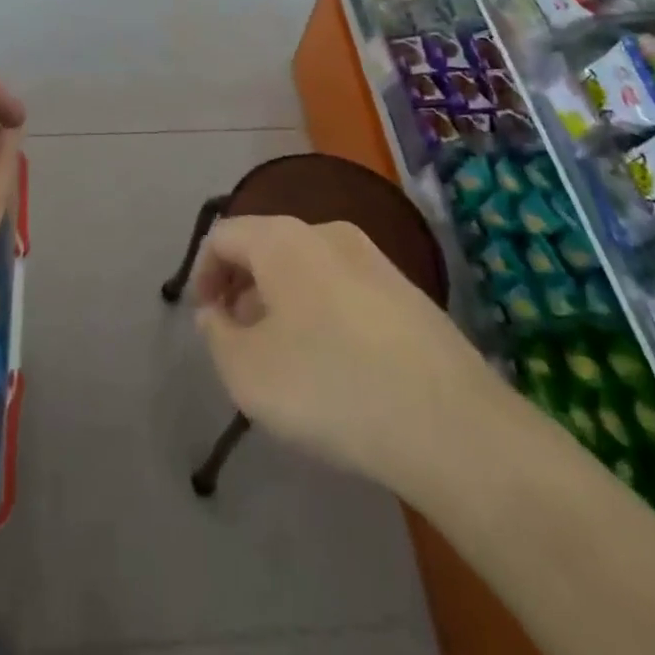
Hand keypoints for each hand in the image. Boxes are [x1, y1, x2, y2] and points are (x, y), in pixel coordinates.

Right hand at [192, 215, 489, 490]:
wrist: (450, 423)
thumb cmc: (330, 386)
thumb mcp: (248, 373)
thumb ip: (217, 336)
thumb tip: (217, 313)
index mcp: (284, 239)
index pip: (225, 235)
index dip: (203, 273)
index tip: (205, 319)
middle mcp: (327, 232)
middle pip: (267, 248)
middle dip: (244, 289)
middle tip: (241, 340)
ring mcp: (375, 259)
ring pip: (308, 269)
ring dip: (284, 303)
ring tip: (287, 359)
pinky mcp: (409, 291)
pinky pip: (345, 290)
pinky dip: (324, 314)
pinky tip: (336, 367)